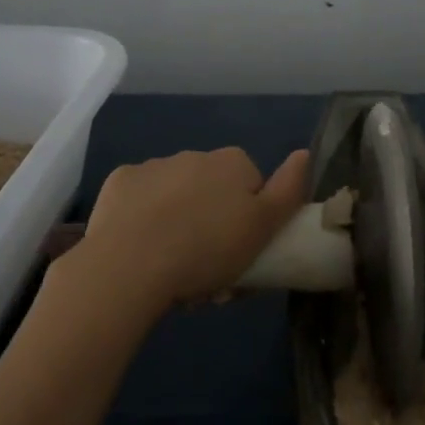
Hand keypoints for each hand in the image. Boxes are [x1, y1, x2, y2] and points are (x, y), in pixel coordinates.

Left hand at [65, 147, 310, 314]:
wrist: (130, 264)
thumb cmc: (207, 249)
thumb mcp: (263, 227)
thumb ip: (288, 190)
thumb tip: (305, 153)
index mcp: (232, 162)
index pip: (252, 188)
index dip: (250, 223)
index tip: (241, 255)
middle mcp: (194, 155)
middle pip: (212, 192)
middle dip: (211, 224)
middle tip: (207, 271)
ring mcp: (153, 166)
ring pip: (175, 196)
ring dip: (177, 222)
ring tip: (169, 266)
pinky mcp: (119, 182)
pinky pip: (138, 200)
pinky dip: (141, 218)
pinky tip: (138, 248)